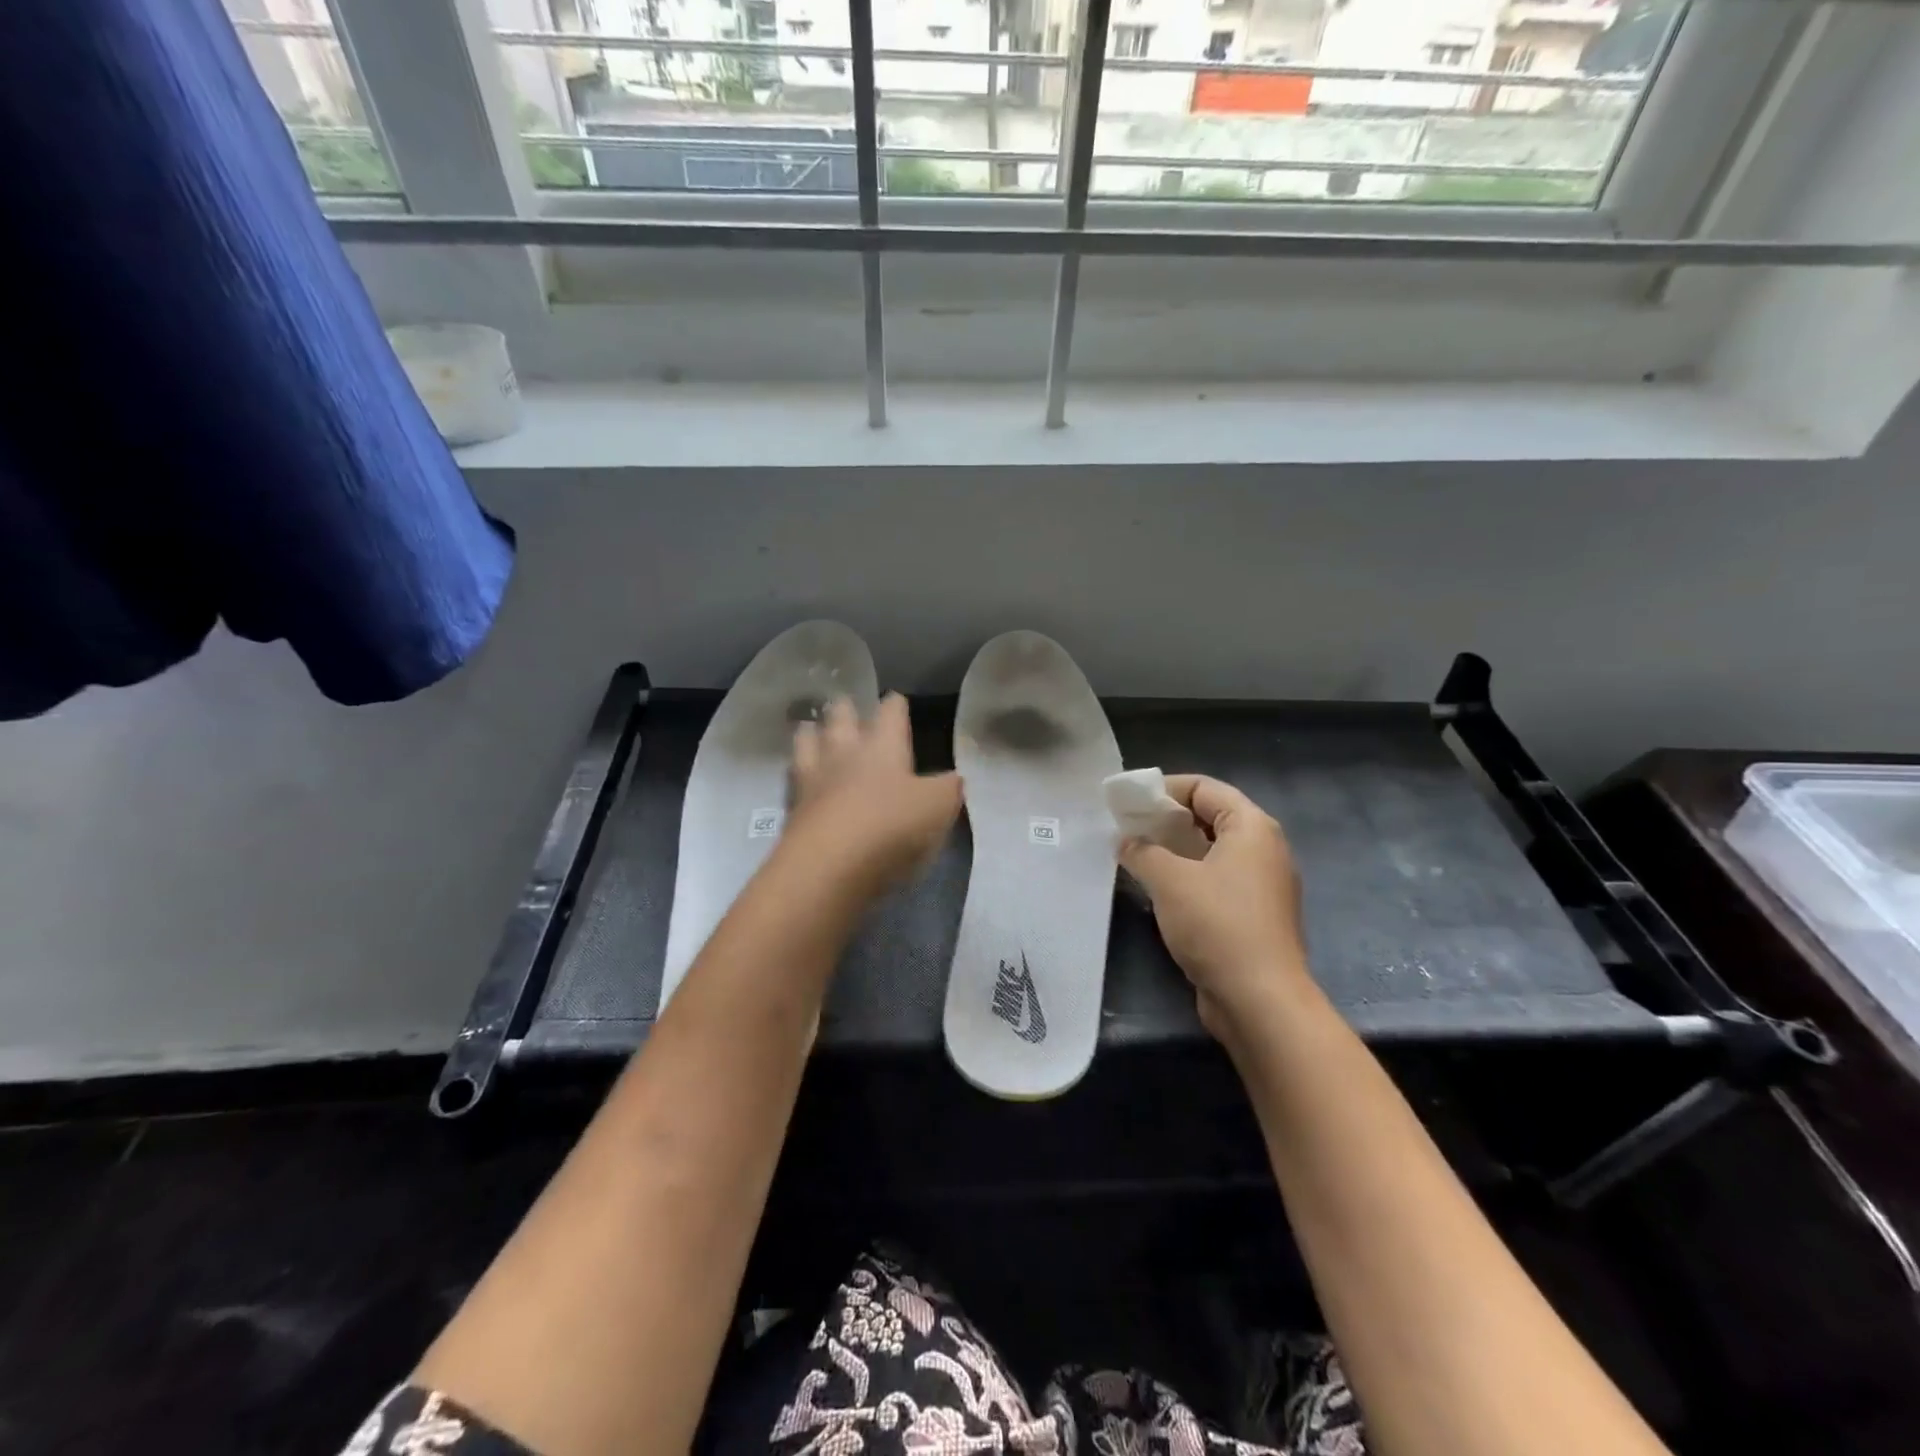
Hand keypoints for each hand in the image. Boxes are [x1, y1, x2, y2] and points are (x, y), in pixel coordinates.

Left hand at [784, 693, 962, 896]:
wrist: (828, 868)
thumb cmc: (890, 827)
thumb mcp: (938, 808)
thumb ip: (948, 789)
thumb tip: (954, 779)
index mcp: (882, 746)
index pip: (889, 712)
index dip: (895, 705)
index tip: (896, 700)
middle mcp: (844, 754)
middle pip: (839, 718)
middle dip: (845, 709)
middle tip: (845, 705)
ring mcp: (812, 781)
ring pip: (806, 742)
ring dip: (810, 734)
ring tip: (811, 730)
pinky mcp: (792, 811)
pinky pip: (793, 782)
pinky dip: (796, 776)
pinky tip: (800, 780)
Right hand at [1119, 775, 1310, 1039]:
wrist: (1260, 1000)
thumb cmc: (1217, 925)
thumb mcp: (1169, 880)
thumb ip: (1142, 851)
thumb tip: (1127, 841)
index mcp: (1252, 827)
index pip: (1204, 787)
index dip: (1164, 789)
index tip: (1129, 804)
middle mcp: (1264, 849)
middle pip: (1210, 816)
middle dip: (1166, 820)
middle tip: (1127, 829)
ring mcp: (1263, 884)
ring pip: (1211, 851)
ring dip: (1174, 850)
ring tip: (1136, 856)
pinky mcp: (1254, 915)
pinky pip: (1216, 880)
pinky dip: (1188, 877)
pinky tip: (1158, 890)